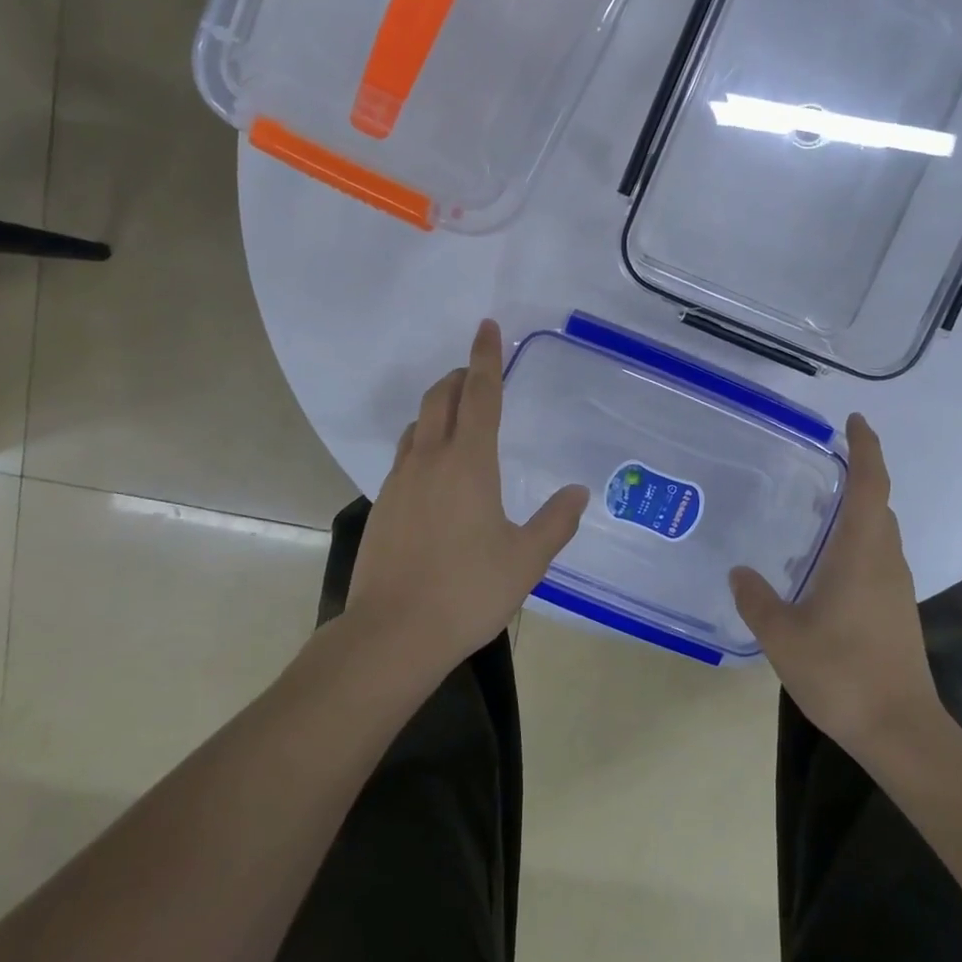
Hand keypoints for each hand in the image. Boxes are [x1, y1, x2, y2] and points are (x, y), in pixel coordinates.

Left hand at [345, 319, 588, 683]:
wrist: (392, 634)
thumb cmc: (467, 591)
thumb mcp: (525, 560)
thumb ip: (555, 521)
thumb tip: (579, 492)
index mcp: (469, 462)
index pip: (481, 394)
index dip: (486, 357)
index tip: (486, 326)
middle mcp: (430, 459)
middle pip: (440, 398)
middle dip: (459, 377)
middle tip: (477, 373)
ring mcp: (399, 481)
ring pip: (417, 425)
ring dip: (437, 408)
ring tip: (457, 417)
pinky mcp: (382, 505)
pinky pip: (404, 456)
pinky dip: (422, 442)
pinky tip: (434, 472)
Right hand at [729, 414, 940, 760]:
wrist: (901, 732)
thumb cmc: (843, 674)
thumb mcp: (784, 636)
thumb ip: (756, 599)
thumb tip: (740, 571)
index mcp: (862, 552)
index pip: (870, 484)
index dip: (866, 448)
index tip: (855, 421)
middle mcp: (885, 560)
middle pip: (878, 504)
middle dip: (858, 476)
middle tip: (820, 465)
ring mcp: (895, 587)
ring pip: (879, 533)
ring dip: (856, 511)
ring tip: (815, 510)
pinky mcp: (896, 610)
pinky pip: (877, 557)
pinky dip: (856, 541)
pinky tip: (825, 564)